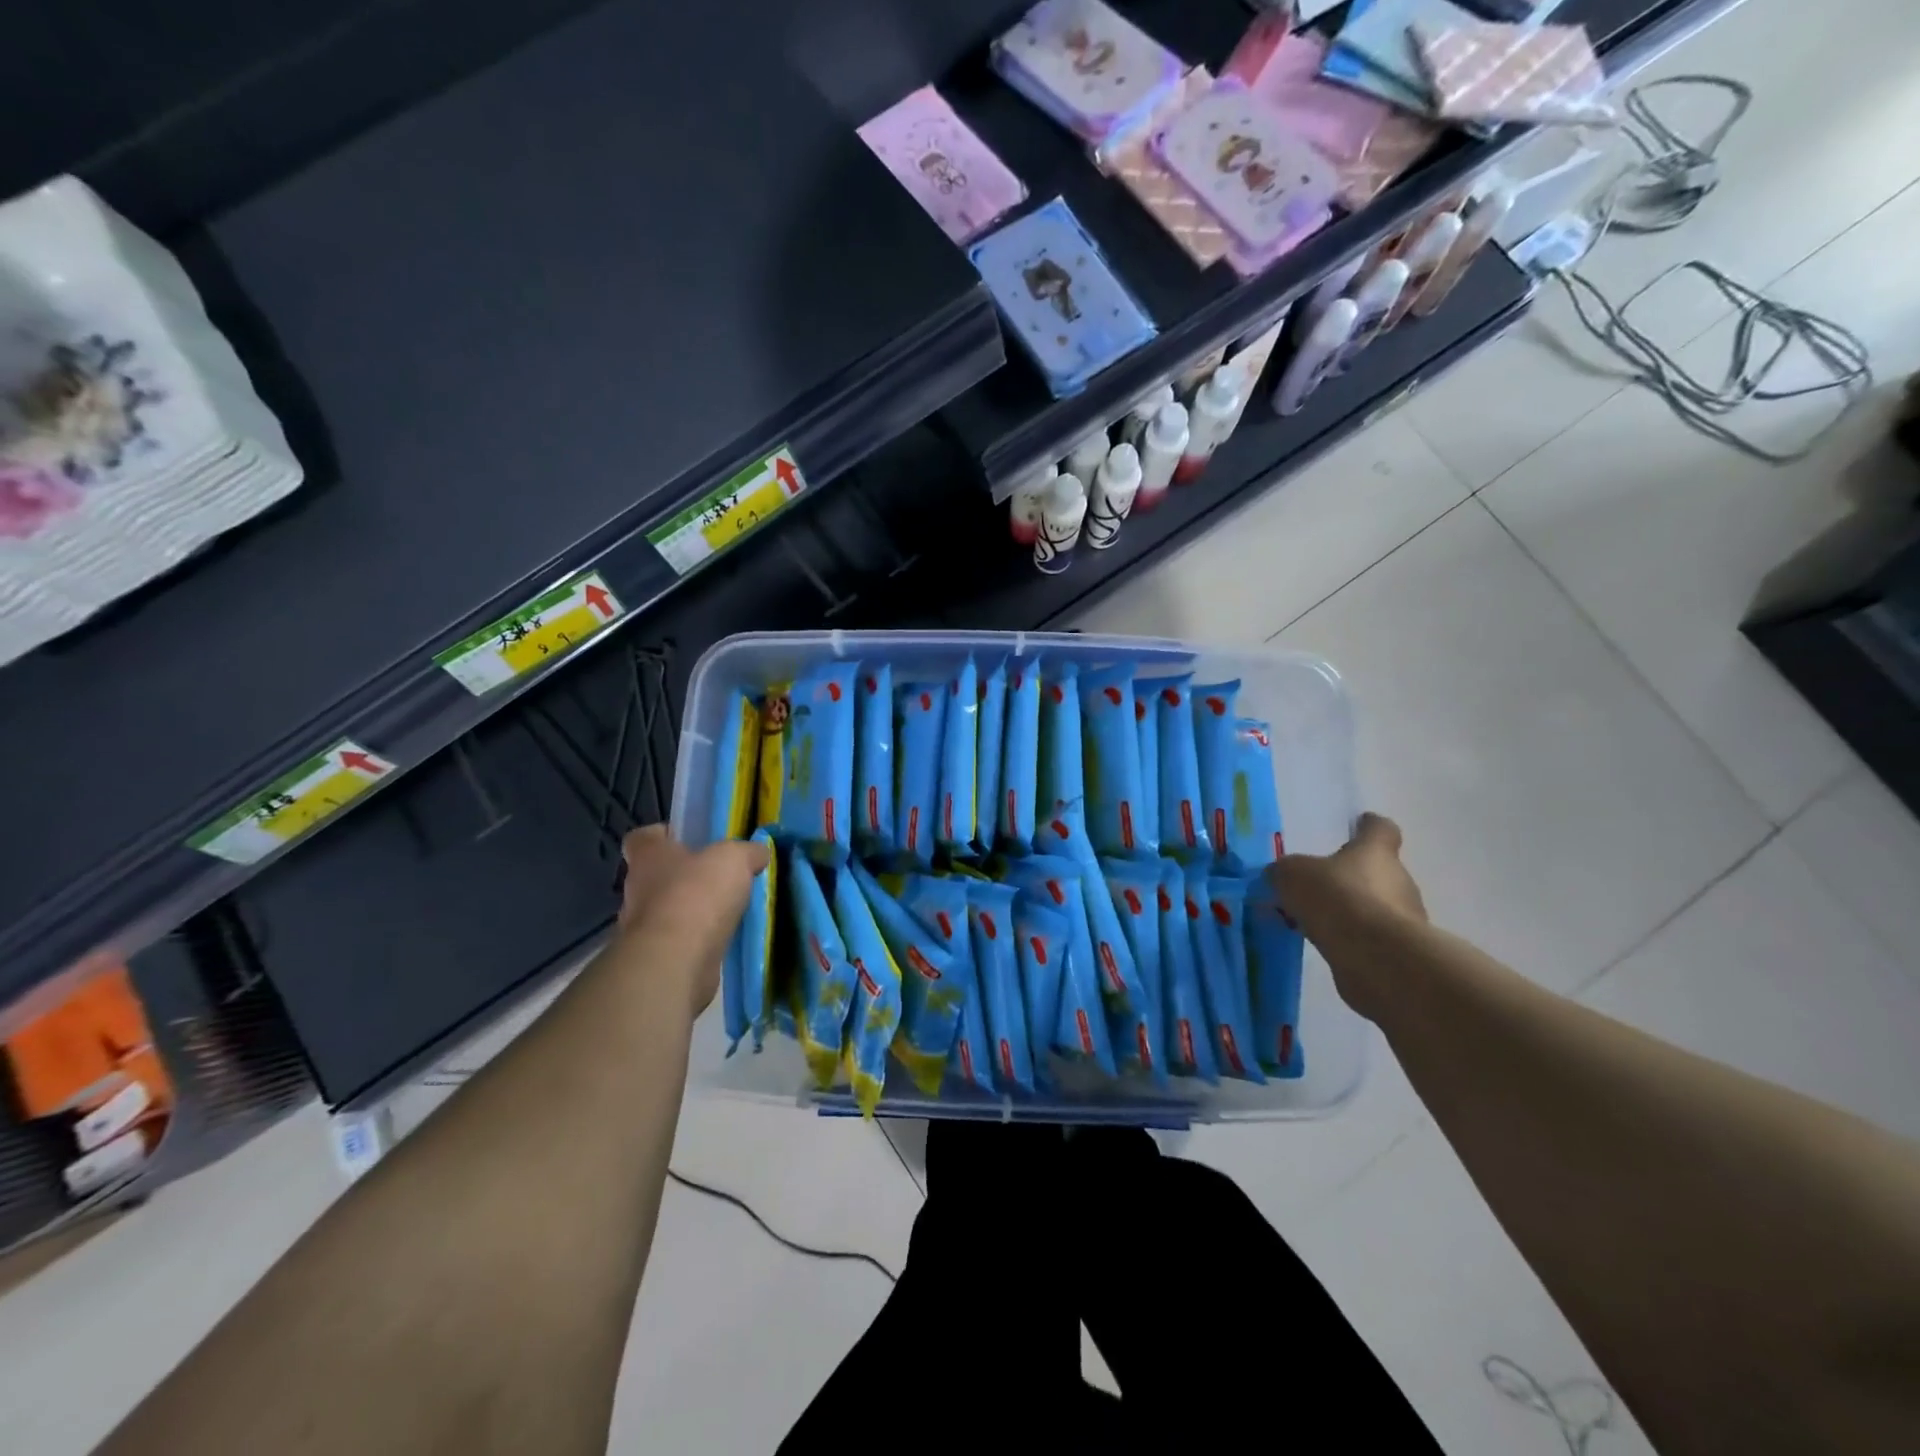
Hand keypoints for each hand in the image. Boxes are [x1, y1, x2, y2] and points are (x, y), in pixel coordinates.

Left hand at [613, 827, 769, 1019]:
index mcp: (648, 856)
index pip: (642, 837)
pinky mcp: (655, 958)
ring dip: (692, 912)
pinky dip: (697, 940)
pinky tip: (724, 939)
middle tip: (721, 878)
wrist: (676, 960)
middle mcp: (636, 889)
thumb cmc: (697, 893)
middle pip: (657, 876)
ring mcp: (641, 928)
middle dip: (686, 877)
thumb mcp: (735, 859)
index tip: (690, 841)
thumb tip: (758, 853)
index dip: (664, 836)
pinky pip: (678, 941)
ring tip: (729, 911)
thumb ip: (747, 853)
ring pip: (668, 911)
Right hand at [1269, 812, 1425, 945]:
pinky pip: (1371, 937)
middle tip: (1319, 886)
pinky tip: (1326, 945)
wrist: (1376, 956)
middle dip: (1351, 877)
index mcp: (1376, 852)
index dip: (1369, 826)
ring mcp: (1405, 917)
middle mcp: (1399, 879)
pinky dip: (1352, 938)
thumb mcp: (1292, 875)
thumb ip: (1284, 872)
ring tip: (1316, 921)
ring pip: (1375, 906)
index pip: (1381, 829)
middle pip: (1378, 871)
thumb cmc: (1337, 898)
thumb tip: (1280, 876)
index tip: (1359, 825)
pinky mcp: (1400, 951)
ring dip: (1351, 911)